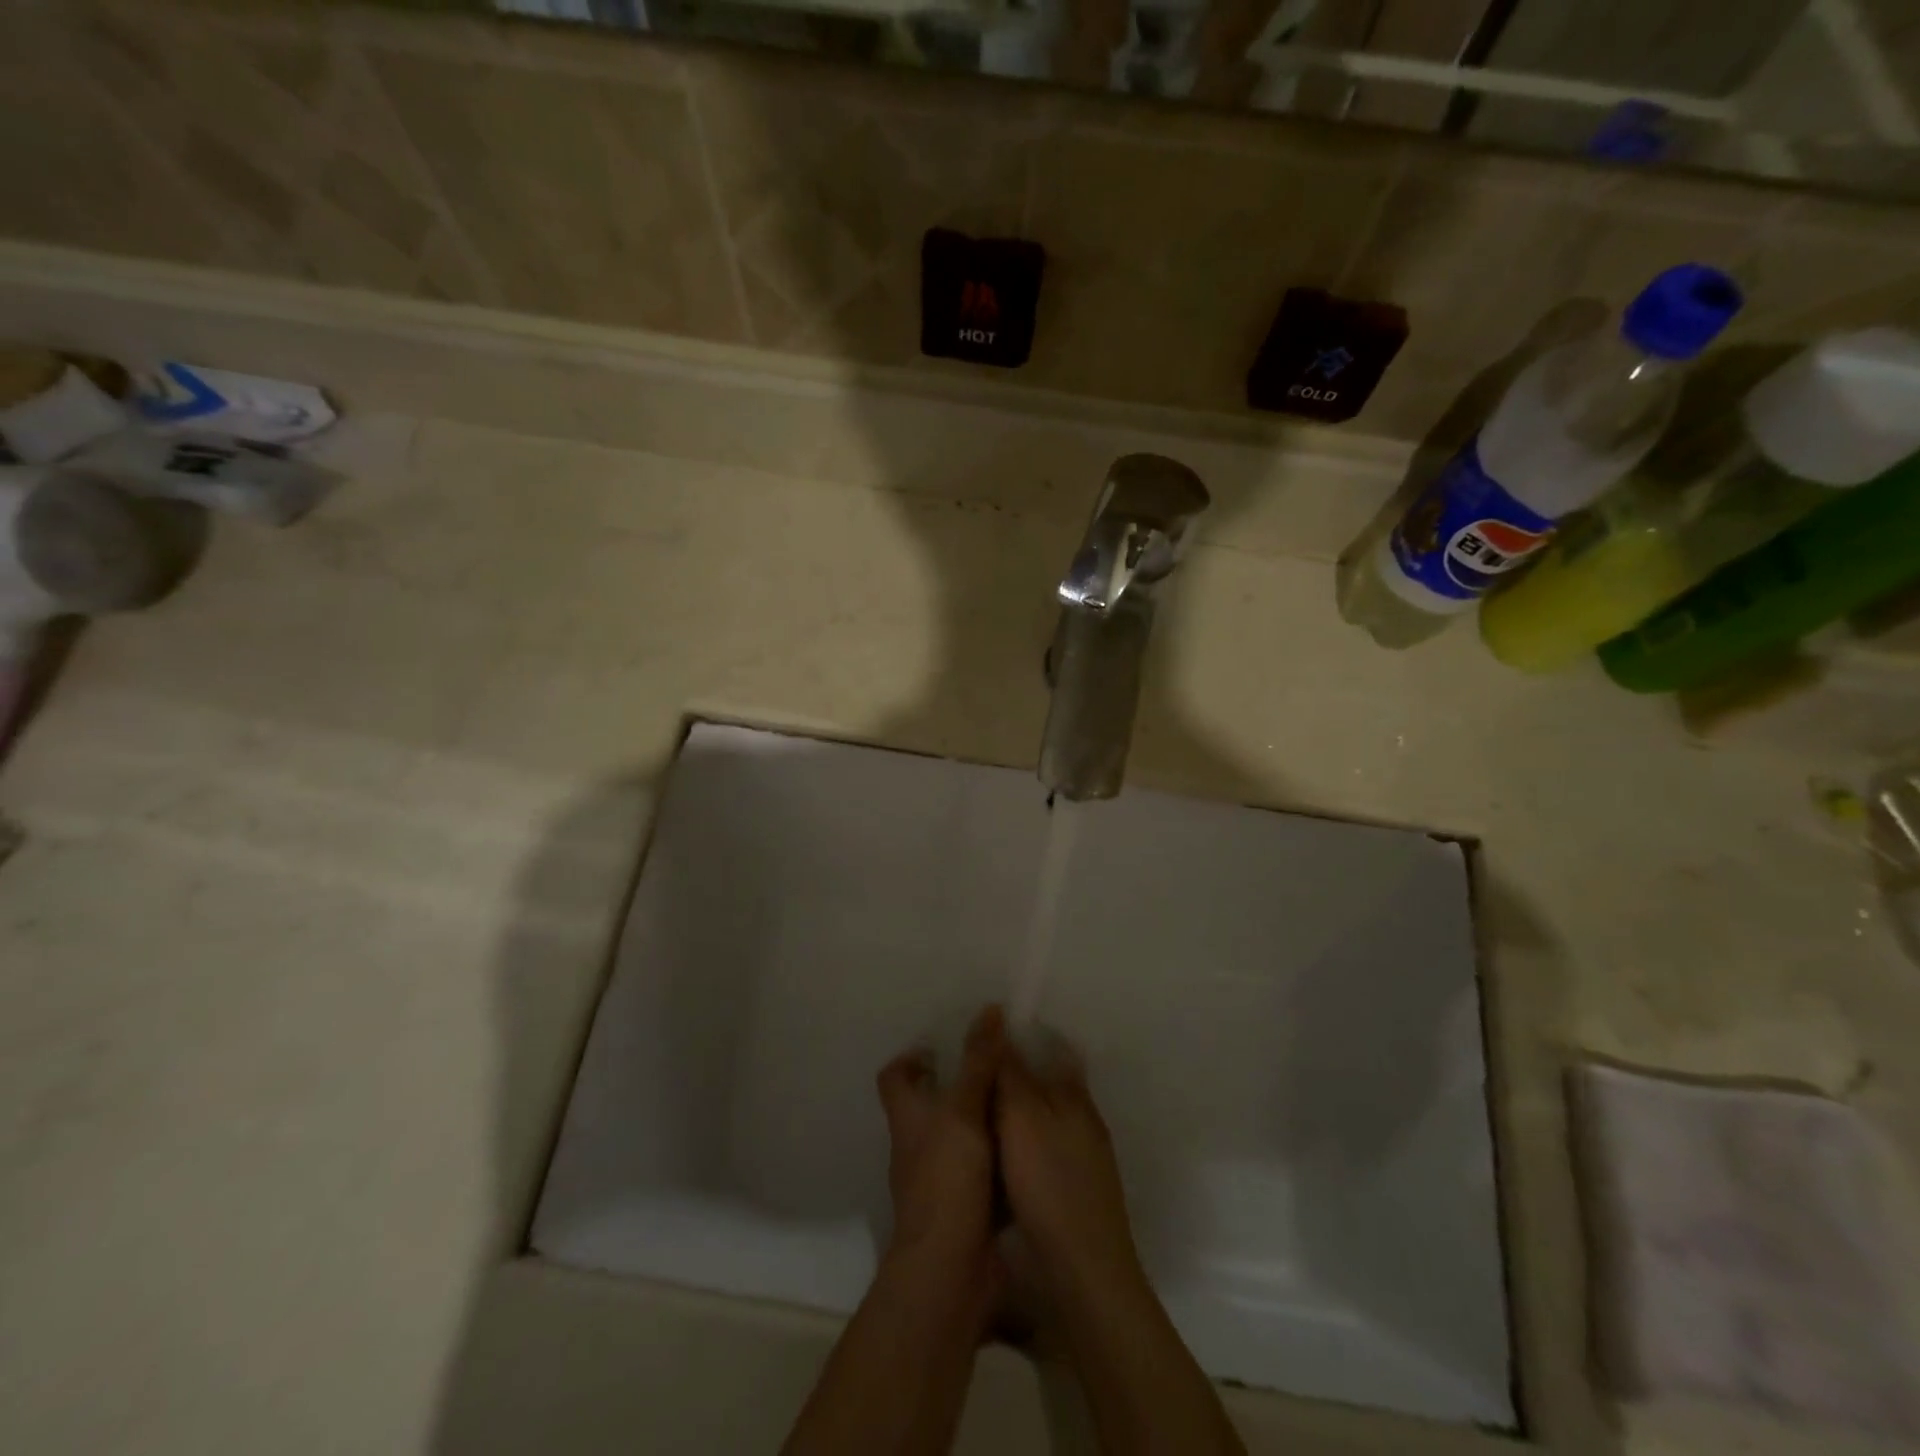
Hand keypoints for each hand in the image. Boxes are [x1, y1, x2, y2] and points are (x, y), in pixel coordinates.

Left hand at [876, 1005, 1004, 1273]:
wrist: (950, 1270)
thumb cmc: (948, 1179)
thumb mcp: (965, 1110)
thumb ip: (979, 1061)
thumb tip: (990, 1009)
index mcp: (909, 1118)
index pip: (894, 1077)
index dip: (911, 1058)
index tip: (942, 1046)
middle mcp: (918, 1145)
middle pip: (929, 1106)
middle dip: (959, 1086)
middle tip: (996, 1068)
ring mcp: (940, 1180)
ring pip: (959, 1138)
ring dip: (983, 1122)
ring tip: (1020, 1101)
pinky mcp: (965, 1208)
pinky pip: (983, 1172)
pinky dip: (1000, 1159)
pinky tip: (1029, 1147)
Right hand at [995, 1030, 1146, 1303]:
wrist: (1083, 1270)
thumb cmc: (1049, 1183)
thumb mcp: (1021, 1118)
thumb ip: (1011, 1072)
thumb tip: (1001, 1022)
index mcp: (1074, 1096)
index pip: (1055, 1049)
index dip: (1026, 1036)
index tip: (992, 1033)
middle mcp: (1084, 1119)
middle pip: (1049, 1083)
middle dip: (1018, 1074)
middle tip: (976, 1070)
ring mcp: (1083, 1158)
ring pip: (1046, 1118)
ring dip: (1018, 1110)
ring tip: (978, 1108)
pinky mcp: (1074, 1190)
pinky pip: (1042, 1149)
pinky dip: (1021, 1143)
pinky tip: (997, 1153)